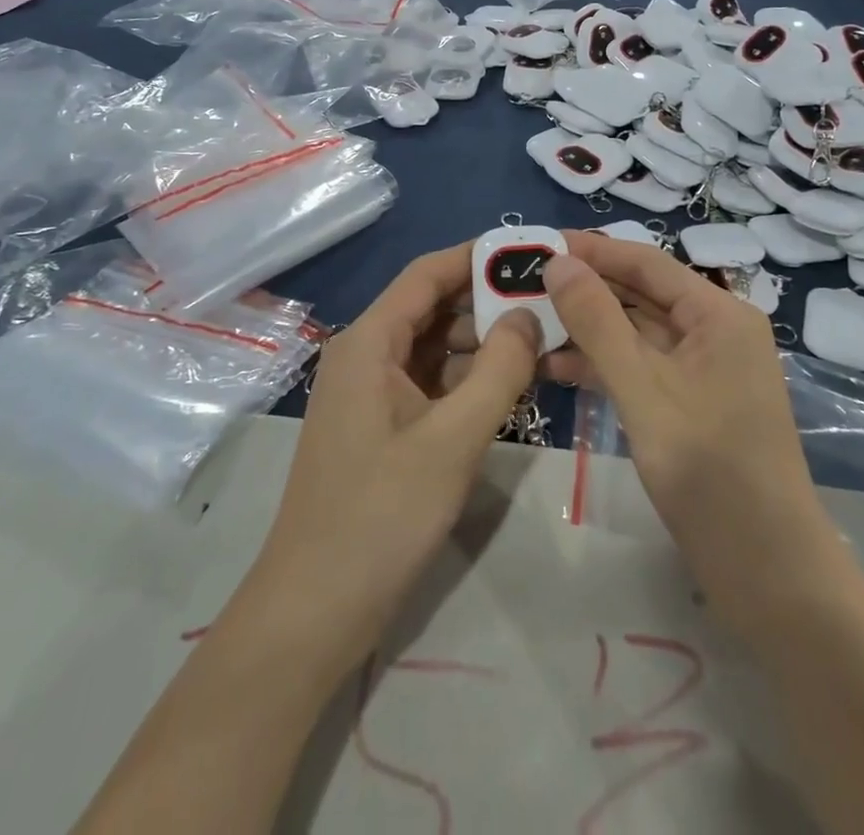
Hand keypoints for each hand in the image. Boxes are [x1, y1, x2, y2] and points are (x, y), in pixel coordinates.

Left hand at [244, 244, 539, 663]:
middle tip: (549, 301)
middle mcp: (365, 355)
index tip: (529, 252)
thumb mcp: (453, 439)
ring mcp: (370, 392)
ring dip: (481, 342)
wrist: (315, 610)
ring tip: (541, 340)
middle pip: (431, 307)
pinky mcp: (381, 426)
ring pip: (433, 347)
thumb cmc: (381, 515)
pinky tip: (509, 386)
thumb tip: (529, 316)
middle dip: (486, 301)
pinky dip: (466, 378)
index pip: (427, 274)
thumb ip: (498, 371)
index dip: (476, 257)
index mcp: (369, 342)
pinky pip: (429, 383)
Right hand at [542, 235, 829, 621]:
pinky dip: (602, 364)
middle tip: (523, 285)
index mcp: (718, 314)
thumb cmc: (709, 471)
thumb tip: (558, 262)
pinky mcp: (690, 403)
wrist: (768, 572)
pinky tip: (554, 367)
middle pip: (640, 294)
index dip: (591, 251)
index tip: (537, 244)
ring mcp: (703, 369)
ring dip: (587, 329)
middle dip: (584, 290)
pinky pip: (641, 366)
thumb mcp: (643, 389)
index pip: (646, 263)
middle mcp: (714, 330)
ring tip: (528, 325)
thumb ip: (598, 322)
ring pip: (636, 332)